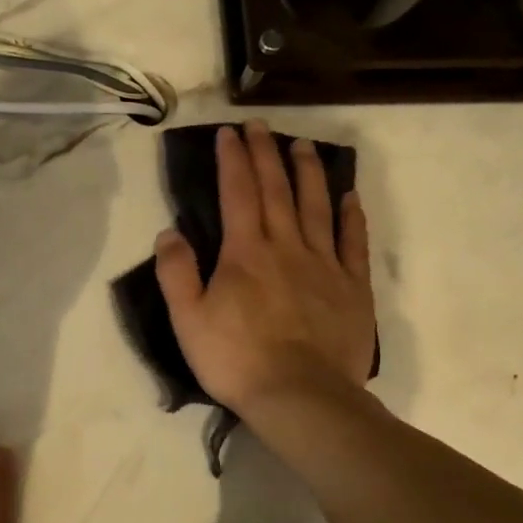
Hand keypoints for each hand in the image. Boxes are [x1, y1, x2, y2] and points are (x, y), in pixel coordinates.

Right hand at [154, 120, 376, 421]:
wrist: (300, 396)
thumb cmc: (236, 359)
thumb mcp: (187, 320)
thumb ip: (176, 273)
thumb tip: (170, 232)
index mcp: (245, 253)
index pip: (237, 193)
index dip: (232, 160)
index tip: (229, 133)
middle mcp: (286, 246)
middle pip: (277, 190)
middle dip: (267, 153)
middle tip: (261, 126)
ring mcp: (324, 264)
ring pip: (316, 206)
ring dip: (309, 172)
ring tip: (304, 145)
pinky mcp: (352, 287)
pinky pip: (353, 242)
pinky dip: (351, 216)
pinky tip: (349, 196)